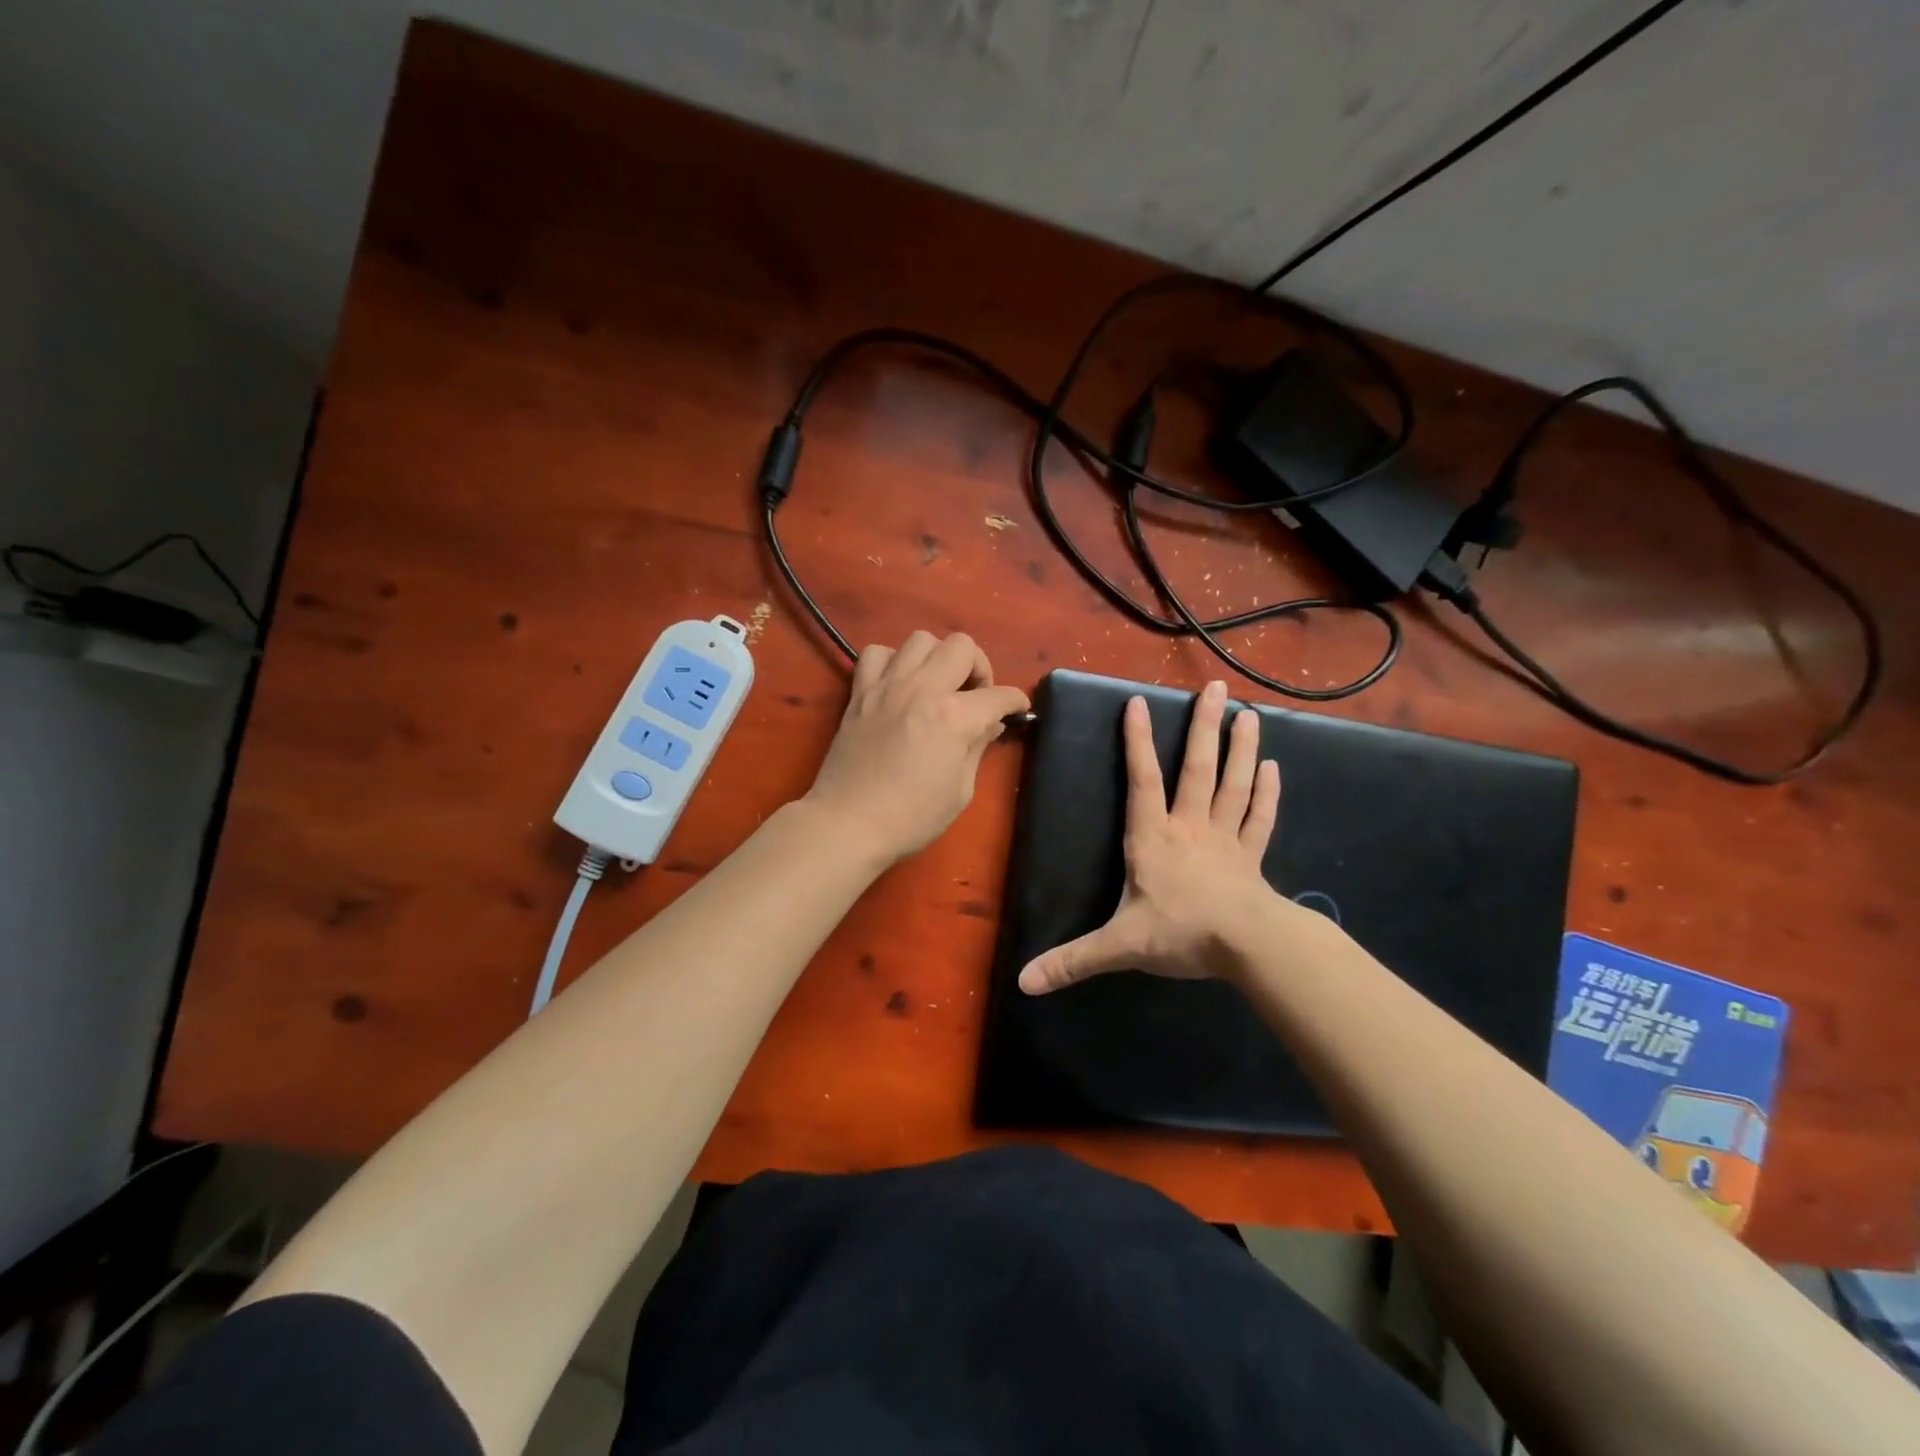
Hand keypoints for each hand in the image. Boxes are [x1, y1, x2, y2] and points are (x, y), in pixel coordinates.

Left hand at [803, 631, 1030, 866]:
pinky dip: (892, 661)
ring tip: (937, 685)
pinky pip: (876, 653)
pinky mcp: (860, 692)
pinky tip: (899, 684)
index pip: (998, 695)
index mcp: (954, 717)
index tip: (1018, 709)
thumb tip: (990, 723)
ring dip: (937, 658)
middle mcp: (923, 689)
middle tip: (975, 696)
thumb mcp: (960, 790)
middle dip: (978, 667)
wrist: (848, 822)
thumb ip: (977, 747)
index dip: (1015, 701)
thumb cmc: (911, 817)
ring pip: (921, 639)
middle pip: (962, 646)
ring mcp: (887, 686)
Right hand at [1019, 680, 1280, 993]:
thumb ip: (1072, 960)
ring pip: (1234, 785)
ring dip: (1242, 750)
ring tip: (1249, 714)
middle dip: (1205, 728)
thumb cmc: (1180, 933)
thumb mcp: (1119, 945)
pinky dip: (1267, 795)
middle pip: (1198, 770)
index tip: (1139, 702)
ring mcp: (1226, 840)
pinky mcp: (1251, 858)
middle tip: (1217, 689)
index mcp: (1154, 838)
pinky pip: (1259, 820)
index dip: (1138, 742)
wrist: (1247, 946)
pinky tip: (1274, 769)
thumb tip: (1023, 982)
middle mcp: (1190, 827)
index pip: (1142, 781)